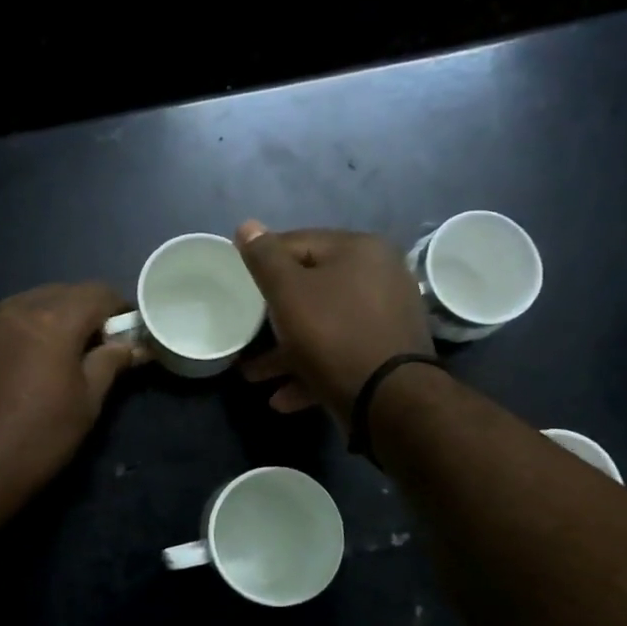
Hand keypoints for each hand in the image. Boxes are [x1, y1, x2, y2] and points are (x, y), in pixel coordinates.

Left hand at [0, 282, 142, 535]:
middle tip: (94, 345)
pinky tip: (19, 362)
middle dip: (84, 311)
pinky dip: (18, 330)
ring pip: (27, 303)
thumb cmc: (40, 439)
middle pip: (61, 292)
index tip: (126, 332)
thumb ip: (111, 362)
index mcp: (53, 321)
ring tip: (55, 352)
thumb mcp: (87, 403)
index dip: (119, 308)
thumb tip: (133, 345)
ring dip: (49, 317)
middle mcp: (15, 309)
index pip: (97, 292)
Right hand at [235, 220, 433, 429]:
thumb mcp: (288, 292)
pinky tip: (282, 397)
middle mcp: (380, 276)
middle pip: (311, 289)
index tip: (237, 287)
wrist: (389, 400)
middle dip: (272, 317)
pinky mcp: (386, 355)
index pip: (297, 243)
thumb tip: (247, 225)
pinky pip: (340, 354)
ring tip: (254, 376)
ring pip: (324, 327)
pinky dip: (311, 371)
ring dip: (286, 352)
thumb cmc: (332, 334)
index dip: (262, 263)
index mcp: (359, 250)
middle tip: (245, 334)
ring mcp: (386, 318)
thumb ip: (265, 258)